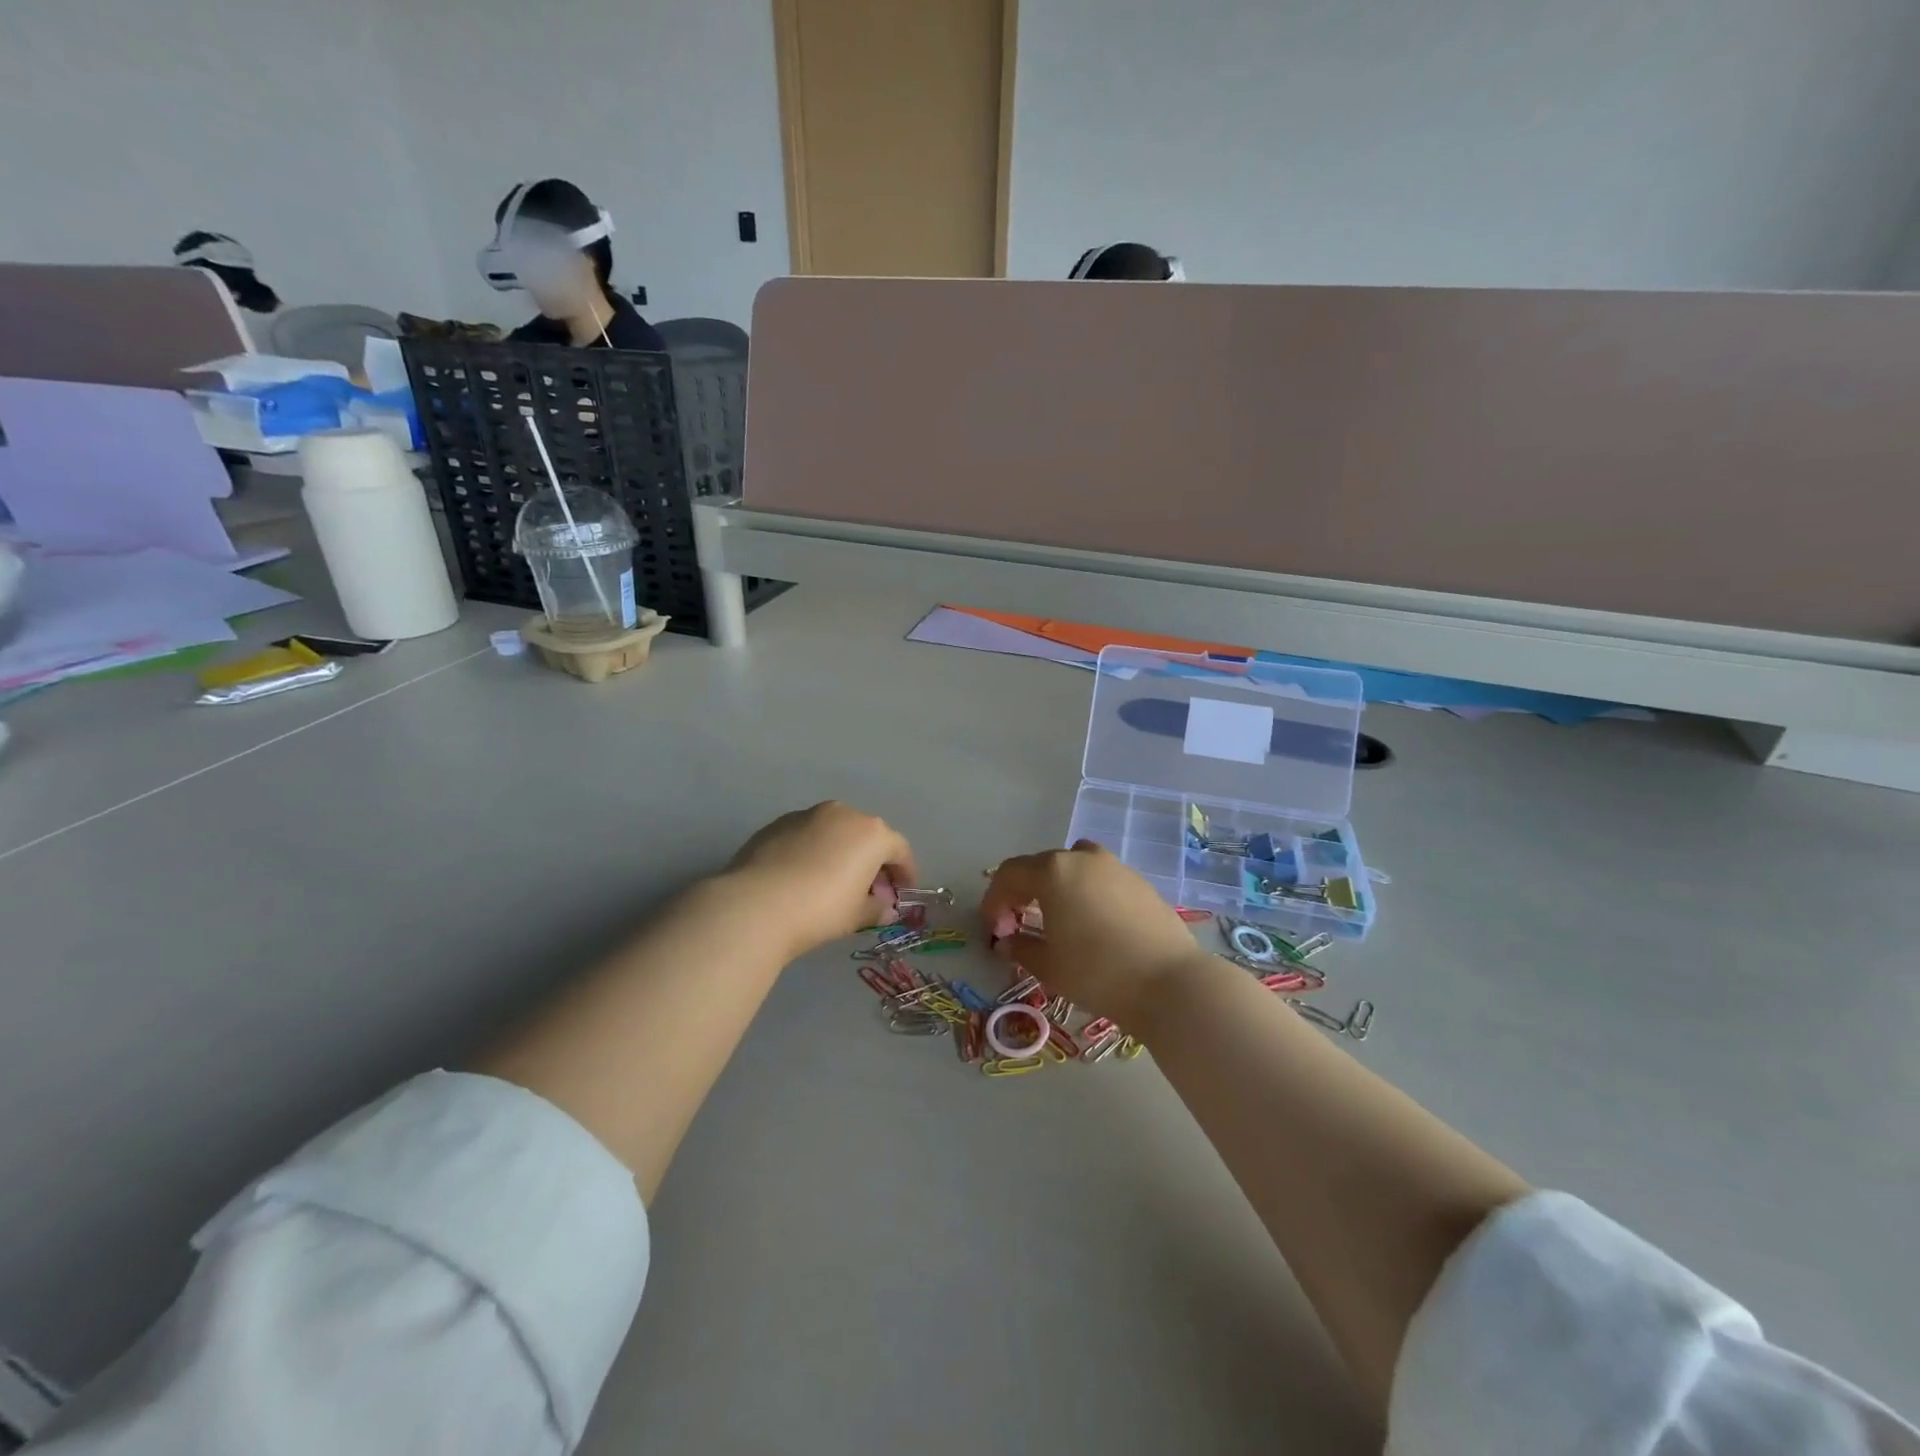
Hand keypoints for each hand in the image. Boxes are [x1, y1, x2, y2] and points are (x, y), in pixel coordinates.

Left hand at [725, 802, 916, 958]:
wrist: (757, 905)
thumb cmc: (821, 910)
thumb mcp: (857, 915)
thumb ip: (877, 908)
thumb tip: (885, 908)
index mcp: (871, 833)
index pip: (899, 849)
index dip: (905, 872)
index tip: (902, 892)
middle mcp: (843, 814)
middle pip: (867, 835)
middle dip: (872, 860)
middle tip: (870, 889)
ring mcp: (807, 814)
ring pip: (835, 831)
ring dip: (841, 852)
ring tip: (834, 881)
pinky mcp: (777, 823)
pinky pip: (807, 835)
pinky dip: (813, 851)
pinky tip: (803, 876)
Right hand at [980, 841, 1209, 1027]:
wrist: (1170, 983)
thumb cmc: (1097, 972)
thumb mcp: (1048, 965)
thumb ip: (1021, 946)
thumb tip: (1008, 940)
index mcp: (1053, 871)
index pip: (1010, 874)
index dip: (995, 900)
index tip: (995, 930)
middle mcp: (1082, 858)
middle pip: (1040, 866)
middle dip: (1022, 893)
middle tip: (1018, 926)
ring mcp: (1115, 867)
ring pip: (1073, 868)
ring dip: (1055, 889)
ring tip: (1054, 921)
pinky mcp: (1139, 883)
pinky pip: (1099, 880)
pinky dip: (1084, 894)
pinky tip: (1090, 925)